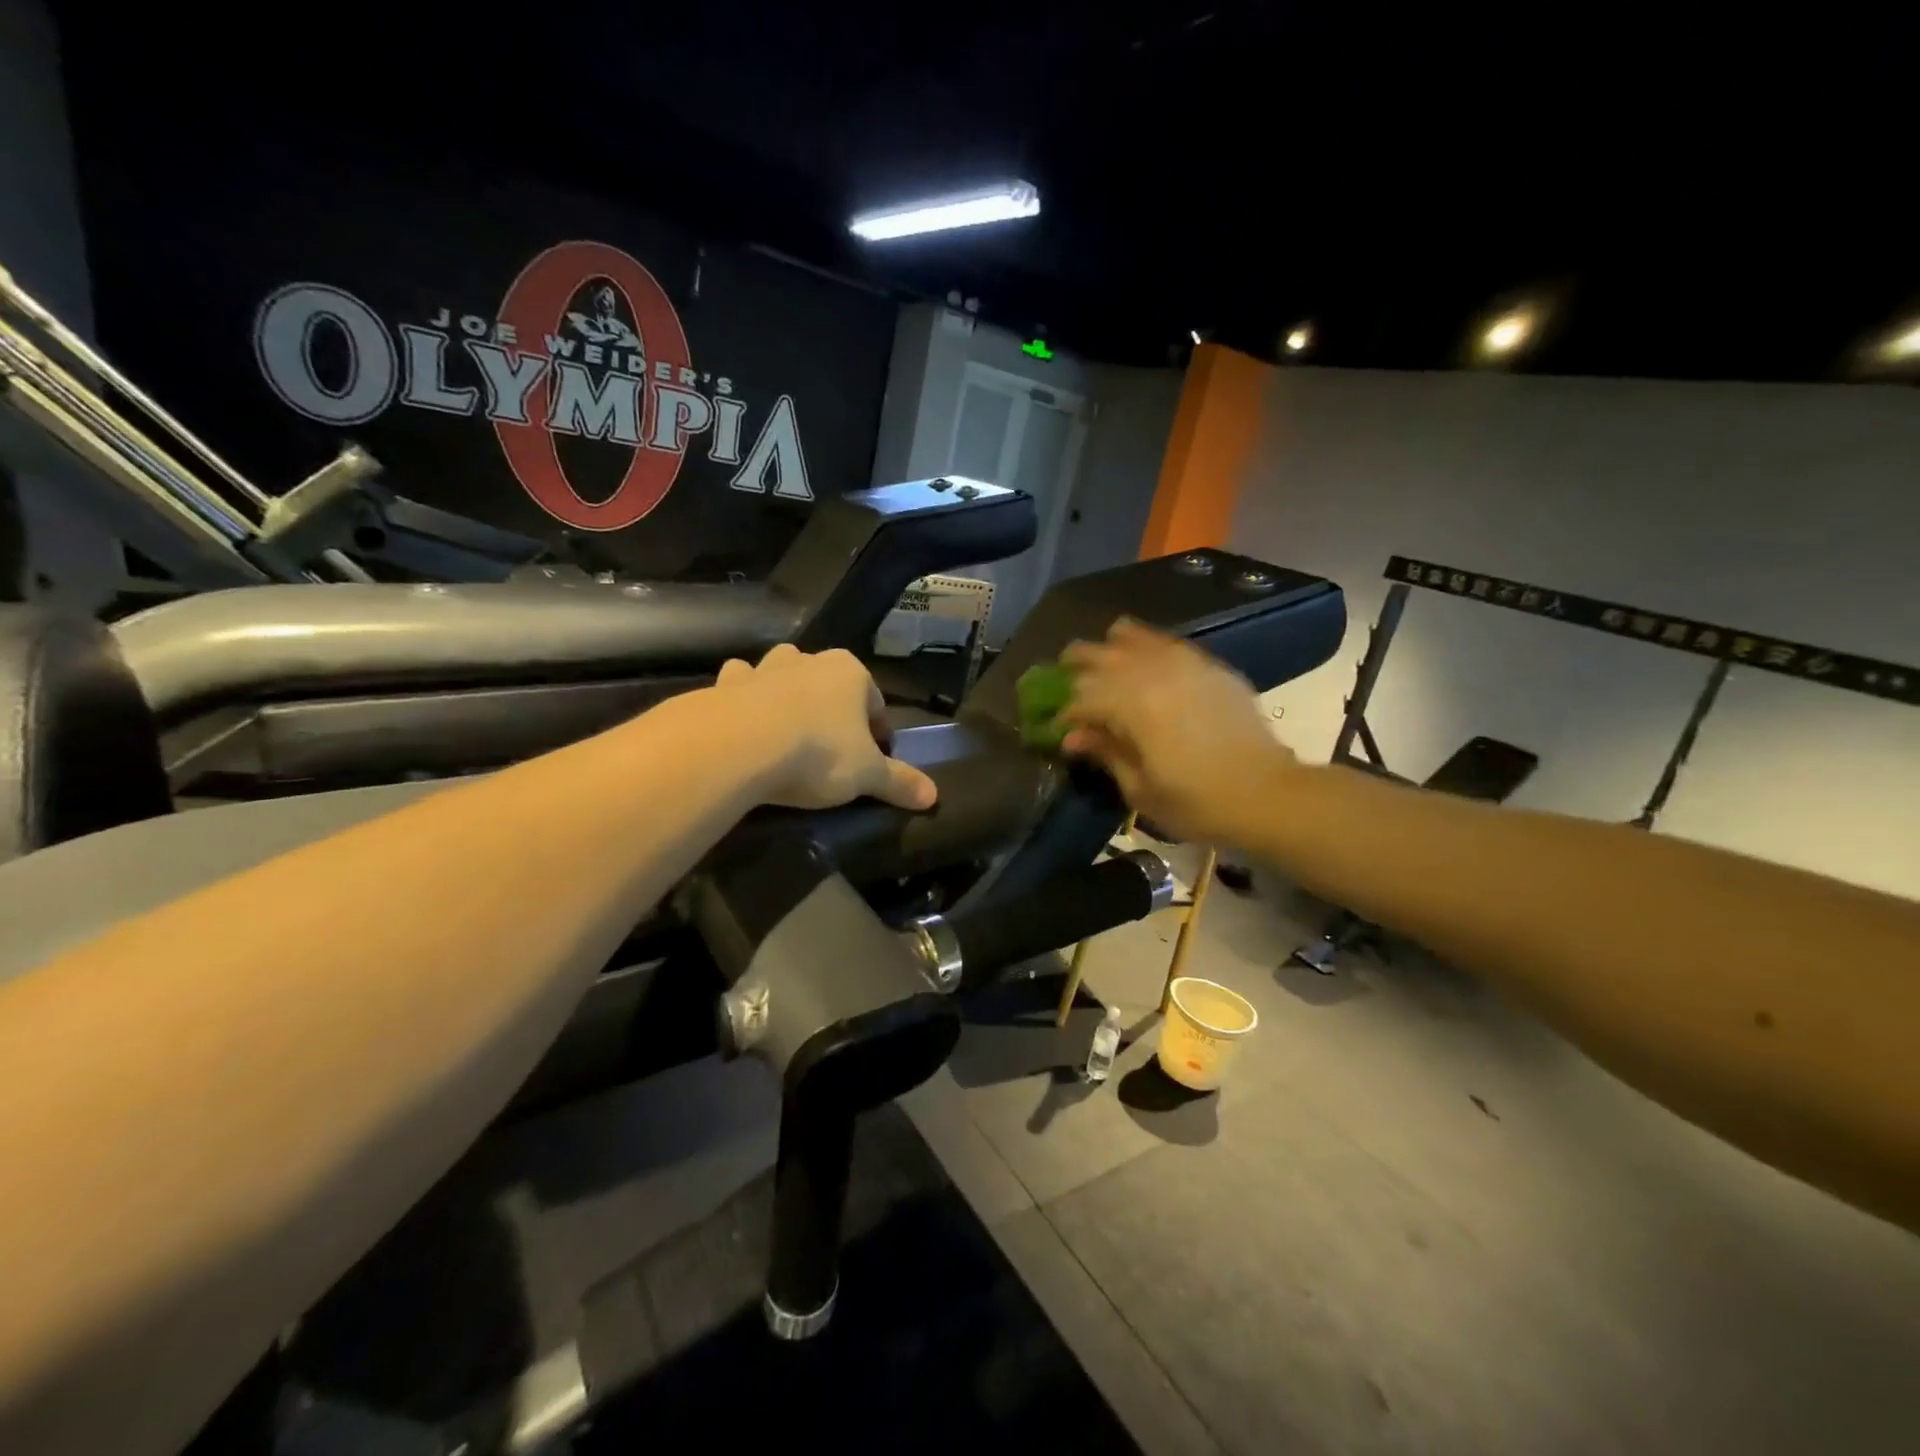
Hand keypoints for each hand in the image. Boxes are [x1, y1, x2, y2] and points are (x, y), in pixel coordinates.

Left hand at [715, 644, 937, 810]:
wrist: (738, 745)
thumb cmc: (817, 753)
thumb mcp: (866, 775)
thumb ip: (899, 782)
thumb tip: (934, 796)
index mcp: (850, 672)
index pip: (875, 700)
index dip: (878, 730)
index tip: (875, 757)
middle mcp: (807, 660)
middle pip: (828, 682)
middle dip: (831, 707)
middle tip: (831, 745)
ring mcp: (763, 669)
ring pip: (782, 673)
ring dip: (786, 692)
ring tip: (786, 730)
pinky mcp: (724, 685)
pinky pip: (739, 686)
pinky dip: (742, 698)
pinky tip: (743, 724)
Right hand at [1061, 618, 1294, 842]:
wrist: (1267, 793)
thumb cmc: (1197, 802)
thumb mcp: (1140, 788)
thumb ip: (1105, 753)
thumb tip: (1072, 736)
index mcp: (1131, 705)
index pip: (1081, 697)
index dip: (1065, 713)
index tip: (1058, 728)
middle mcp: (1152, 673)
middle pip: (1100, 655)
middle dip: (1076, 665)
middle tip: (1064, 678)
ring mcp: (1183, 663)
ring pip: (1133, 638)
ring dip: (1109, 648)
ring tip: (1099, 657)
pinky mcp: (1208, 666)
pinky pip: (1167, 643)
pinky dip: (1146, 645)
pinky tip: (1143, 656)